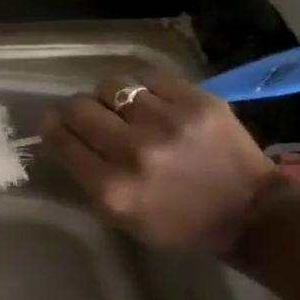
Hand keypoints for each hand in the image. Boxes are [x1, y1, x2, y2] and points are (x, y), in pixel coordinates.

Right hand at [38, 69, 285, 252]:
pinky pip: (147, 76)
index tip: (51, 124)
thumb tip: (57, 136)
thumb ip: (86, 179)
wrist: (249, 212)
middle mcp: (134, 151)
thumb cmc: (179, 223)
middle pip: (78, 107)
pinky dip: (140, 87)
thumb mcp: (122, 217)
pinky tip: (147, 99)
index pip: (61, 142)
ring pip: (110, 85)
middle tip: (83, 115)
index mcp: (113, 189)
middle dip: (73, 110)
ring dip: (108, 96)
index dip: (50, 128)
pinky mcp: (195, 100)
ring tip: (119, 106)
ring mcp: (167, 121)